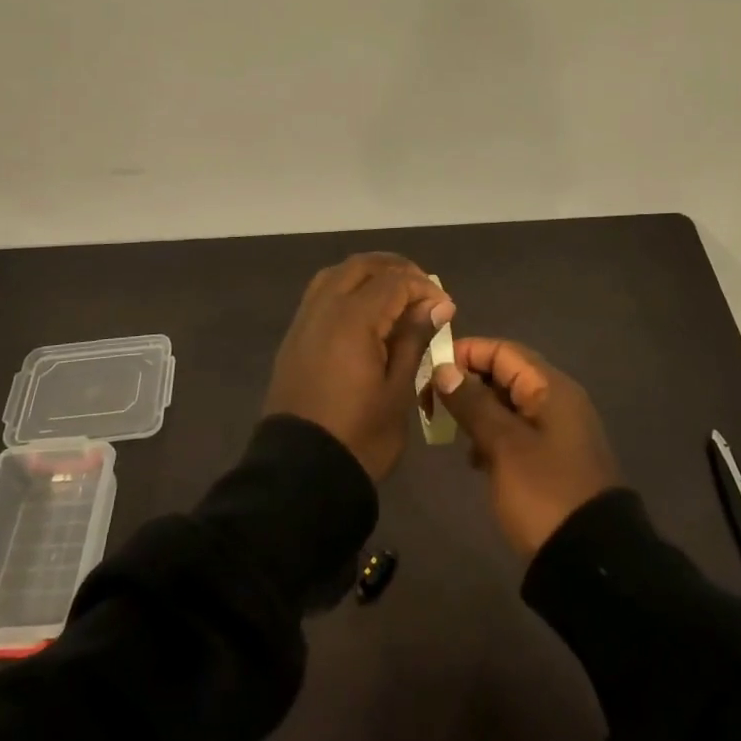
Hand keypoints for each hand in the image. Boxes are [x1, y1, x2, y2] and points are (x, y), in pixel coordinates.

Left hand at [263, 253, 454, 481]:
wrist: (300, 474)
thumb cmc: (359, 436)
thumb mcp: (398, 391)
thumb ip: (414, 339)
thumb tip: (437, 305)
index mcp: (352, 320)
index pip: (394, 282)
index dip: (423, 288)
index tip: (446, 308)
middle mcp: (324, 309)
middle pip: (361, 266)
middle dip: (396, 269)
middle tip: (422, 291)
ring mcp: (304, 321)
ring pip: (336, 274)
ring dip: (368, 274)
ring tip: (395, 295)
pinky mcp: (294, 337)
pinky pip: (320, 294)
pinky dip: (346, 289)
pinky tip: (364, 311)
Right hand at [434, 338, 621, 555]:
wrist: (591, 563)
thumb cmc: (544, 493)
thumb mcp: (503, 445)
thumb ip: (472, 403)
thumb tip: (444, 368)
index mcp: (551, 388)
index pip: (502, 350)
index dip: (465, 353)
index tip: (430, 370)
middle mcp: (557, 401)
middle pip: (505, 374)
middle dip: (467, 383)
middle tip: (432, 402)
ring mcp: (557, 431)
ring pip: (508, 404)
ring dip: (477, 411)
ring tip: (449, 430)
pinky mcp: (553, 459)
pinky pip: (516, 431)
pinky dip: (492, 436)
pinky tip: (475, 459)